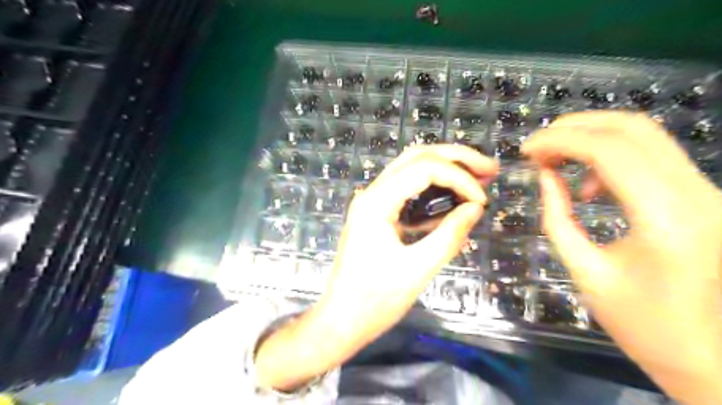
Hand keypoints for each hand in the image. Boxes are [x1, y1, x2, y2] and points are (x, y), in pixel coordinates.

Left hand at [254, 144, 497, 389]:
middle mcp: (372, 193)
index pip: (424, 168)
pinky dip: (433, 190)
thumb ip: (449, 235)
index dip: (459, 178)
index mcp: (376, 202)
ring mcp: (372, 202)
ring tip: (478, 178)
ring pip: (411, 170)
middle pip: (416, 157)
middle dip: (455, 159)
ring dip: (445, 170)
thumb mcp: (418, 270)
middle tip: (489, 169)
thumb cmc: (375, 300)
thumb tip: (476, 207)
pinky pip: (407, 191)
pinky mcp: (377, 215)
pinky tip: (453, 199)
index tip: (482, 201)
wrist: (341, 319)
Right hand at [523, 110, 721, 404]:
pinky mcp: (701, 196)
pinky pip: (651, 156)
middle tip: (538, 148)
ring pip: (644, 135)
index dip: (560, 140)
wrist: (711, 357)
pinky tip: (591, 185)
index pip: (610, 150)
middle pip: (632, 128)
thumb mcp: (585, 271)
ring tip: (557, 162)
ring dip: (591, 138)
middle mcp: (697, 194)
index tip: (525, 150)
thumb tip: (546, 175)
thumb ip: (557, 217)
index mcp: (666, 219)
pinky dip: (610, 157)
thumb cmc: (641, 324)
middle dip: (574, 128)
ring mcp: (706, 191)